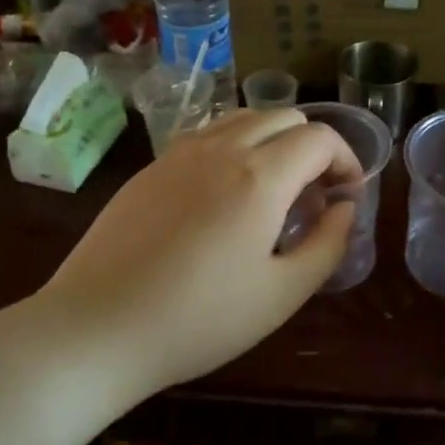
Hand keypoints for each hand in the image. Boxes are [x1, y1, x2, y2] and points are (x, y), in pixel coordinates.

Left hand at [37, 109, 357, 392]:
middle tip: (314, 196)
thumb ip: (327, 245)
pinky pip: (207, 135)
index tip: (347, 196)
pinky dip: (234, 147)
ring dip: (273, 141)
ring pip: (243, 118)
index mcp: (260, 176)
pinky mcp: (151, 167)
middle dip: (313, 147)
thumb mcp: (282, 295)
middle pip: (284, 117)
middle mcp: (221, 147)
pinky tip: (225, 195)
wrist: (97, 327)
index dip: (346, 160)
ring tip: (272, 191)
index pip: (320, 138)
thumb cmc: (199, 320)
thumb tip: (345, 208)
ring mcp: (180, 152)